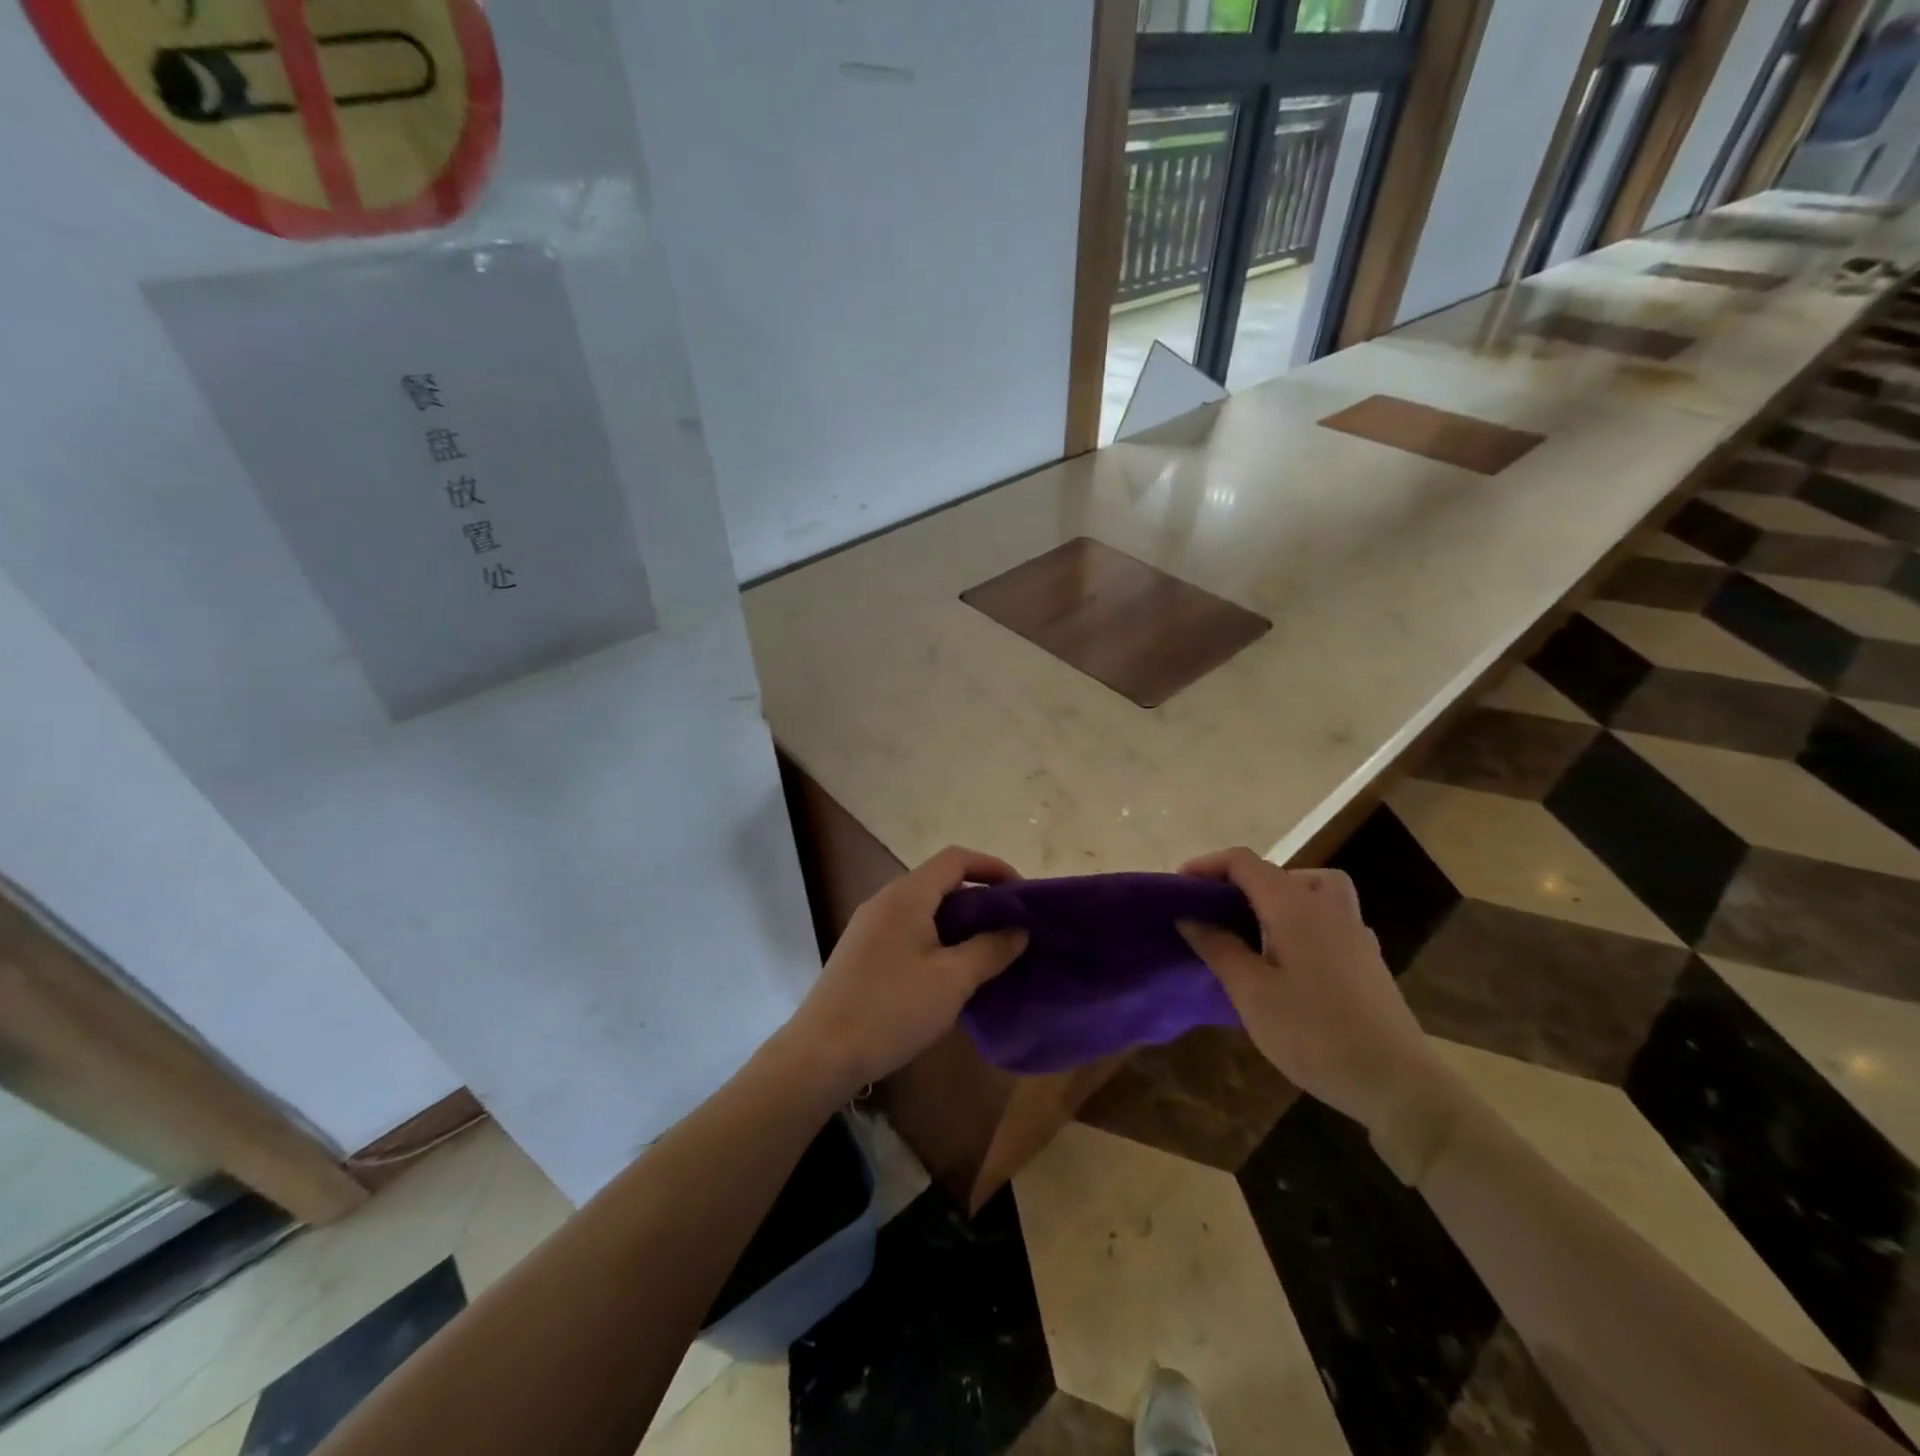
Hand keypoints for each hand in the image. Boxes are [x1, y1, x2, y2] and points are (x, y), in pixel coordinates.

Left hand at [785, 846, 1028, 1096]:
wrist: (821, 1054)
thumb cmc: (892, 1009)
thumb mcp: (952, 981)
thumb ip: (990, 950)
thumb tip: (1018, 930)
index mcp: (906, 895)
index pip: (956, 859)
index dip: (993, 867)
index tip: (1022, 894)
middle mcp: (885, 900)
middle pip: (939, 881)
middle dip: (979, 897)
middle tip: (1010, 926)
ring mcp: (869, 925)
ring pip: (923, 907)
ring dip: (958, 920)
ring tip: (987, 949)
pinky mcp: (861, 951)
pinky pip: (907, 928)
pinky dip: (936, 936)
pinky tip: (949, 970)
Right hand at [1177, 847, 1442, 1132]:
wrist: (1397, 1084)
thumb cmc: (1314, 1034)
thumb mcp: (1251, 993)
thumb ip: (1218, 948)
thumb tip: (1189, 916)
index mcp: (1294, 906)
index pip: (1244, 862)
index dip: (1207, 865)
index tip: (1178, 887)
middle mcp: (1327, 907)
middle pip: (1279, 871)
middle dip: (1240, 882)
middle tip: (1213, 912)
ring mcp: (1354, 931)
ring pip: (1311, 890)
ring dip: (1276, 897)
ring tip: (1252, 930)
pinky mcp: (1367, 958)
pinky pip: (1327, 917)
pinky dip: (1300, 920)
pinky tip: (1288, 960)